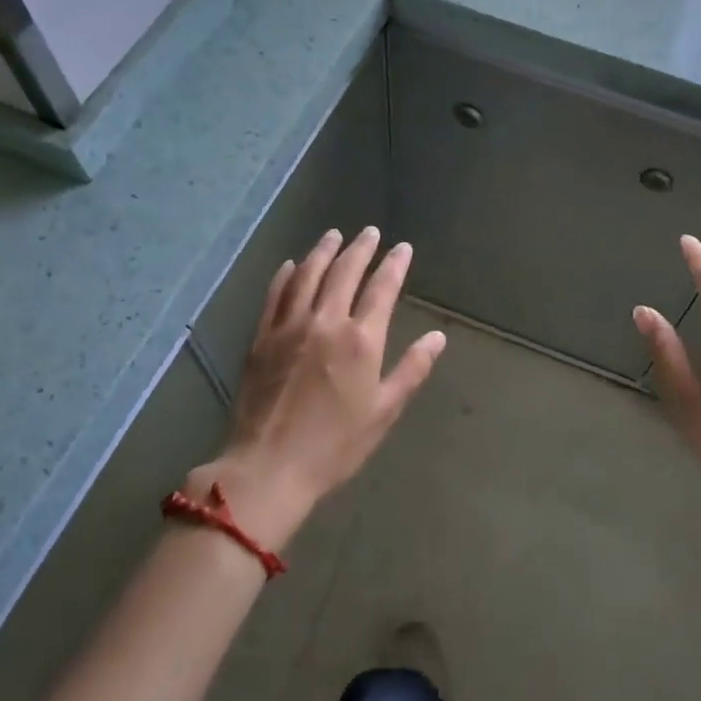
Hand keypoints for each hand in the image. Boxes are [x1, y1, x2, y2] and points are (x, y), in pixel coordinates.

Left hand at [197, 228, 444, 542]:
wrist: (268, 468)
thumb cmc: (334, 445)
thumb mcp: (383, 411)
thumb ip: (412, 369)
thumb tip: (438, 337)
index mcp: (360, 340)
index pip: (382, 289)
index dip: (394, 265)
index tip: (402, 248)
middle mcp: (326, 322)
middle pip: (344, 273)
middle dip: (360, 249)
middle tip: (370, 232)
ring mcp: (289, 327)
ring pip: (308, 276)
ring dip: (323, 251)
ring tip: (334, 235)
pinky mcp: (262, 338)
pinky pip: (275, 295)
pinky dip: (286, 275)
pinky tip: (292, 264)